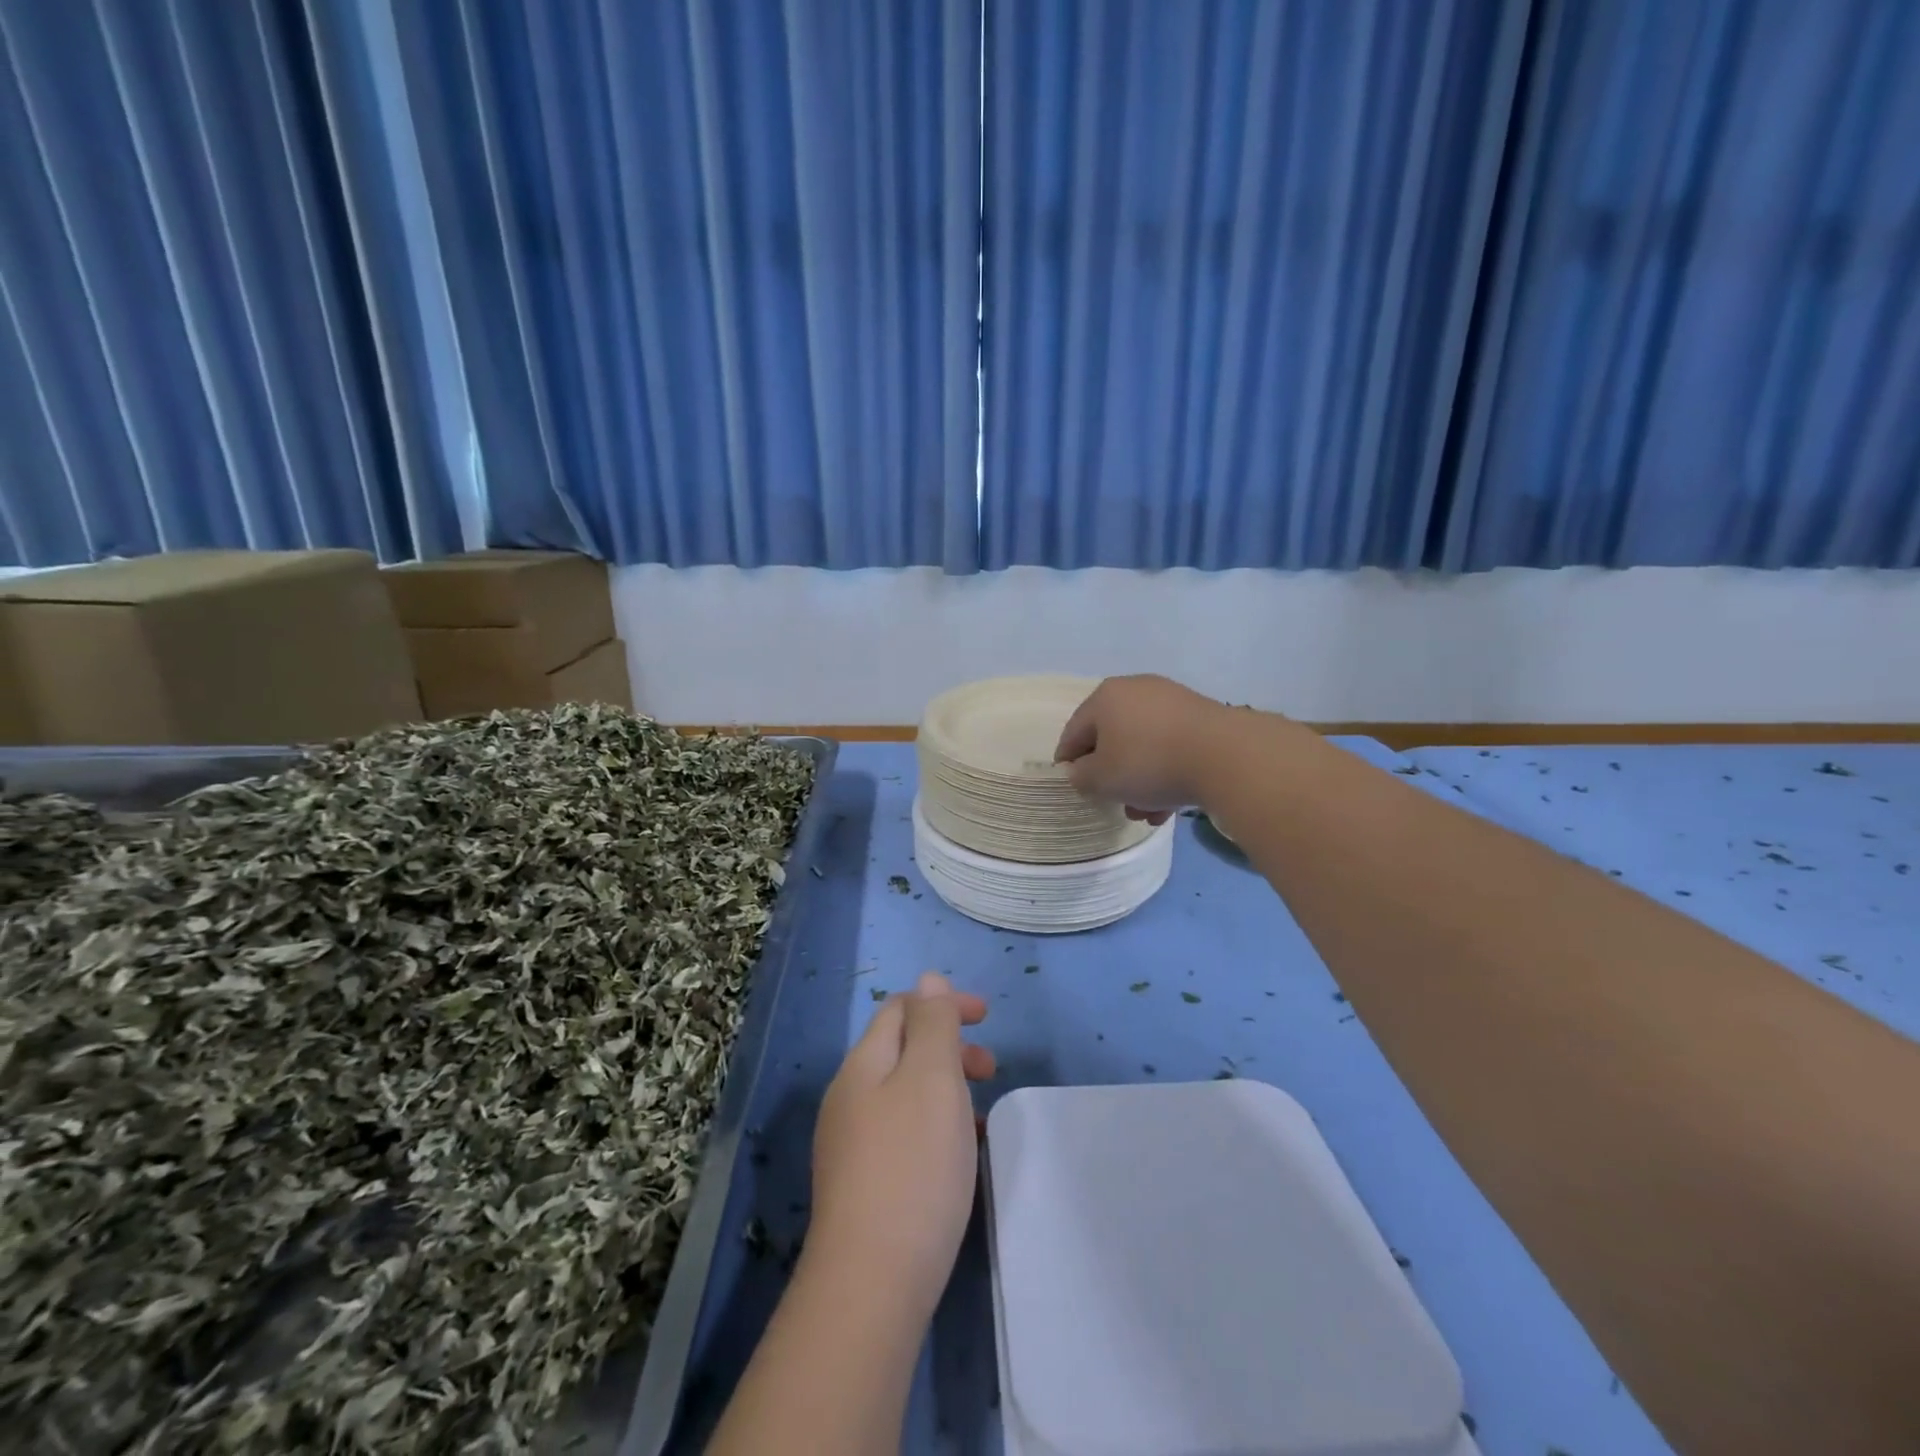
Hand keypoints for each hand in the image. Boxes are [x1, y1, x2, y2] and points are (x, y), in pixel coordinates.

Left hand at [807, 972, 995, 1320]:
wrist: (871, 1283)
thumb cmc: (912, 1166)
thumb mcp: (932, 1078)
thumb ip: (933, 1023)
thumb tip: (928, 980)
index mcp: (863, 1065)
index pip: (900, 1009)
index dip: (943, 1002)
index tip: (986, 1017)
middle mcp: (849, 1098)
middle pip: (901, 1049)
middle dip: (948, 1046)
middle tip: (990, 1068)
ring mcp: (850, 1145)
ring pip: (905, 1094)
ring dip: (945, 1088)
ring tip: (982, 1114)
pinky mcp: (861, 1186)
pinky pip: (904, 1134)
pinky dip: (936, 1127)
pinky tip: (959, 1157)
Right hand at [1054, 674, 1237, 819]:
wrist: (1226, 755)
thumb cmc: (1149, 763)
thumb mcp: (1102, 779)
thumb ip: (1081, 776)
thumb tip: (1080, 771)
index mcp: (1105, 697)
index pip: (1074, 732)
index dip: (1069, 761)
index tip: (1073, 786)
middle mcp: (1137, 690)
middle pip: (1112, 739)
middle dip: (1112, 776)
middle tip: (1114, 803)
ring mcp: (1172, 701)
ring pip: (1144, 746)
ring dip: (1140, 780)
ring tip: (1147, 813)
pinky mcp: (1202, 717)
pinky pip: (1171, 747)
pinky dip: (1166, 772)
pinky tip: (1171, 804)